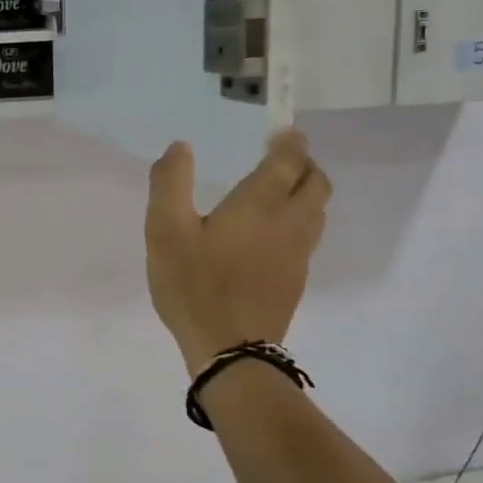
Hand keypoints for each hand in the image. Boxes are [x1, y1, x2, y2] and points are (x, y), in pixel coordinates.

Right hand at [145, 130, 331, 375]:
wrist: (230, 352)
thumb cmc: (195, 285)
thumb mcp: (165, 230)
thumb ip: (170, 183)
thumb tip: (180, 147)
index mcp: (260, 204)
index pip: (289, 160)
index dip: (289, 141)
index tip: (282, 131)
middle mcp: (289, 223)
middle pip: (317, 183)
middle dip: (305, 164)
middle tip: (283, 158)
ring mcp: (298, 255)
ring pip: (317, 212)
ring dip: (307, 193)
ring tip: (281, 192)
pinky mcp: (296, 281)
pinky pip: (309, 238)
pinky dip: (301, 222)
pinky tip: (273, 235)